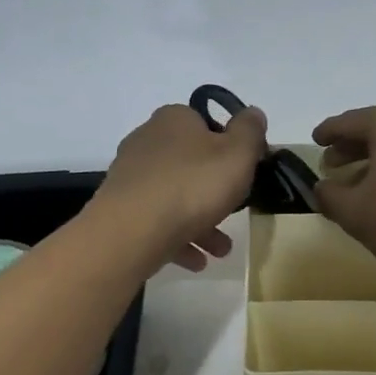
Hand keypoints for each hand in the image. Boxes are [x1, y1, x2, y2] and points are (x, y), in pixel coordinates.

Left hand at [93, 102, 268, 270]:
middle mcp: (147, 142)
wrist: (133, 230)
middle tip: (235, 215)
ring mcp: (131, 177)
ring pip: (175, 198)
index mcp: (174, 120)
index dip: (228, 147)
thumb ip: (250, 132)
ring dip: (201, 224)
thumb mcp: (237, 154)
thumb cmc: (193, 185)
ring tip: (220, 250)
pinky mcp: (121, 209)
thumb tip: (254, 113)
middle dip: (215, 193)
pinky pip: (157, 223)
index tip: (244, 172)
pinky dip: (178, 239)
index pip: (206, 125)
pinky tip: (196, 260)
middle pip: (191, 165)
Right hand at [313, 102, 375, 277]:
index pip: (349, 121)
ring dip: (372, 157)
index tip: (315, 140)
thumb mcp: (354, 212)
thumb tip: (321, 187)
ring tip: (353, 179)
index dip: (328, 132)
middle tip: (330, 163)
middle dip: (350, 145)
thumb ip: (329, 195)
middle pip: (375, 127)